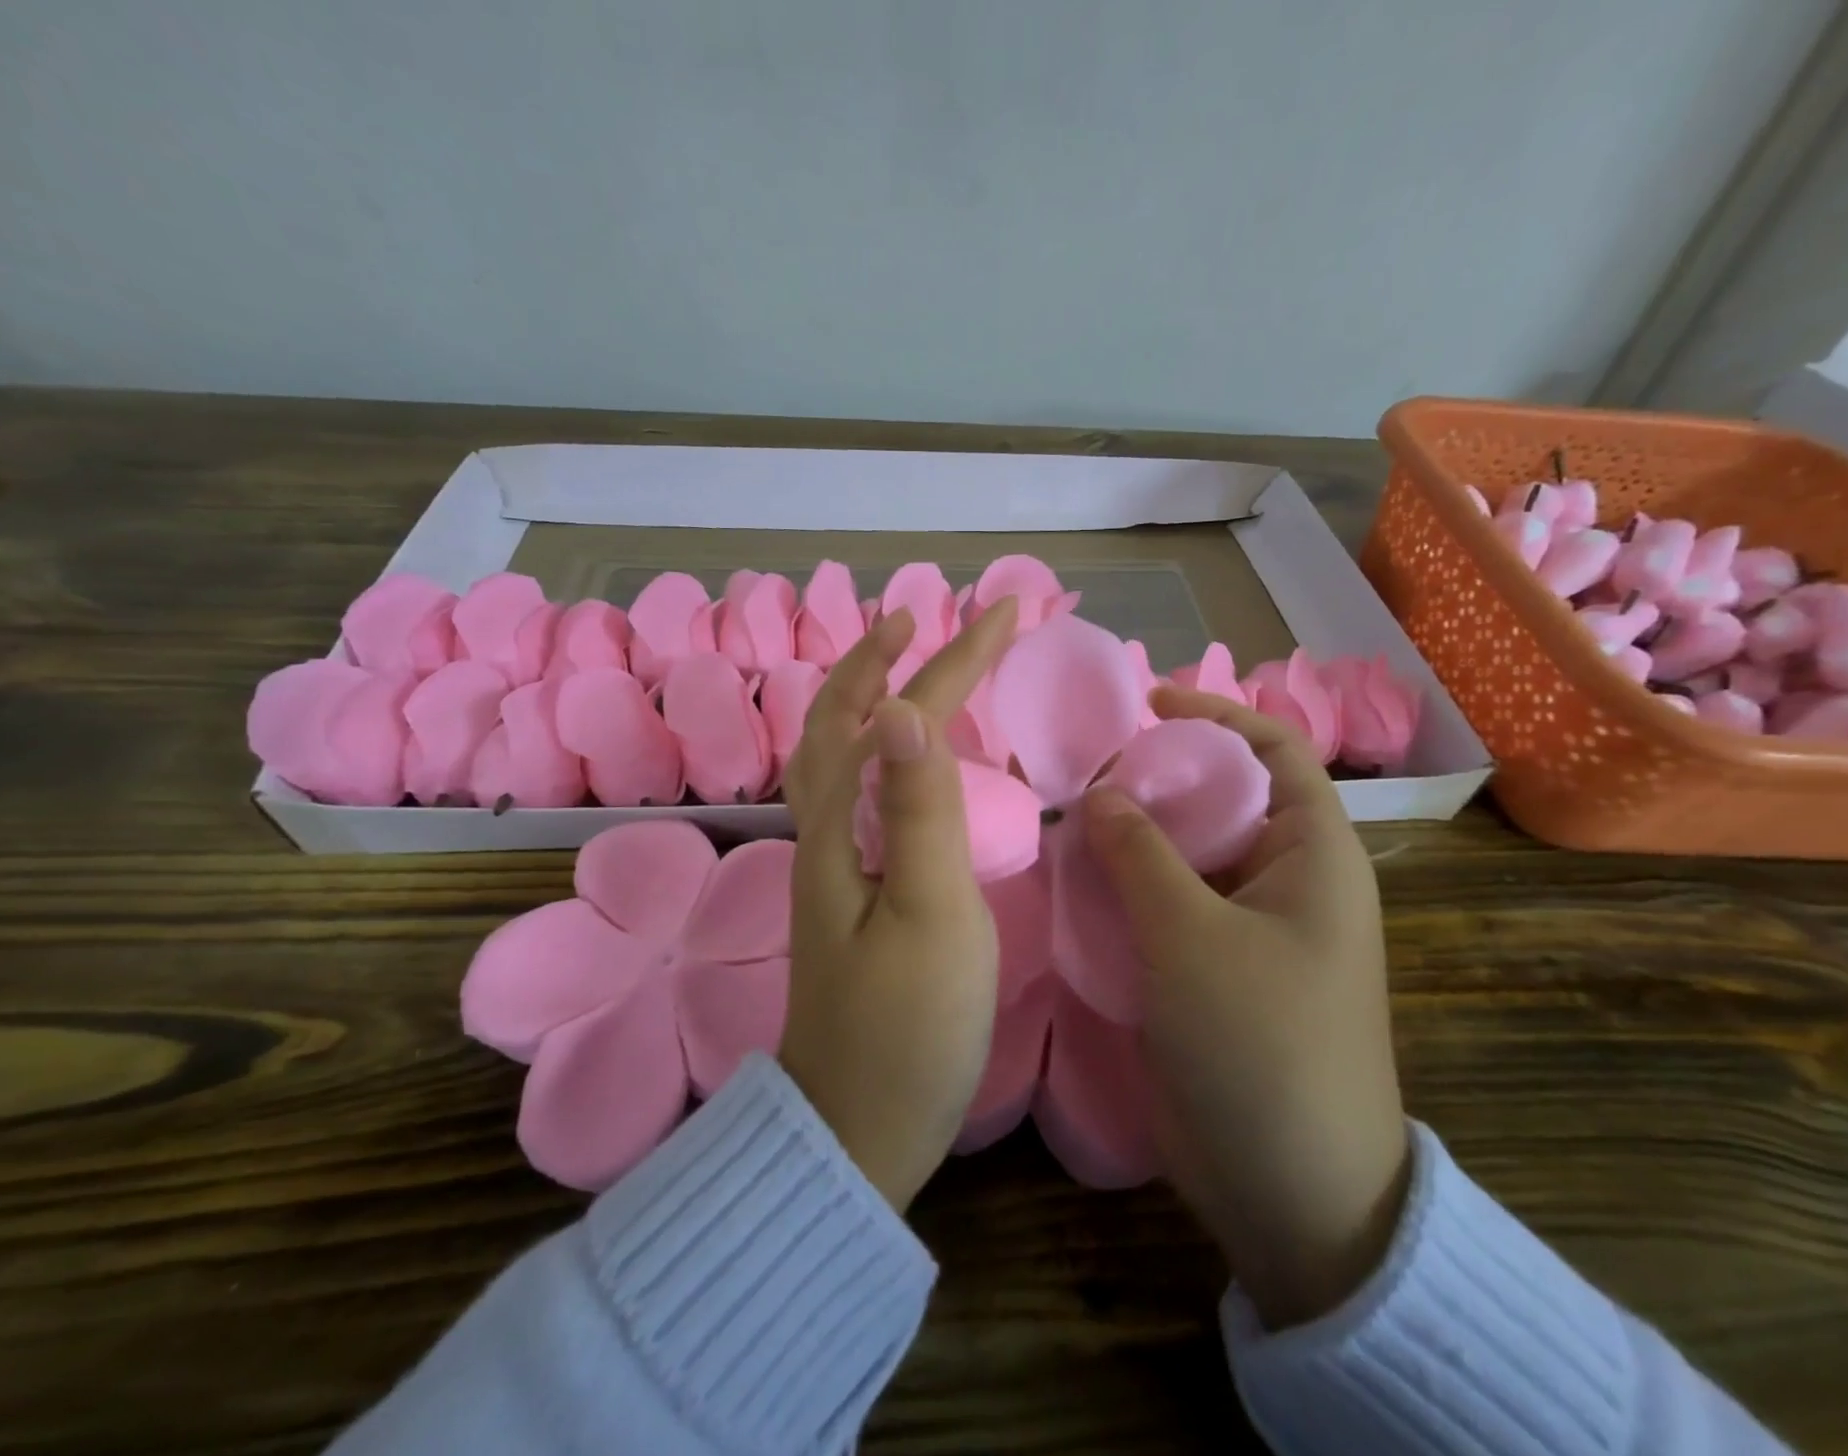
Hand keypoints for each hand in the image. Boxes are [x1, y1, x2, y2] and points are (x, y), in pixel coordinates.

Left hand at [780, 599, 1018, 1210]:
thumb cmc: (906, 1028)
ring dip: (870, 693)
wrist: (856, 1128)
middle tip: (927, 618)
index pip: (900, 714)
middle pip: (844, 719)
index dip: (952, 656)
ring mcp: (833, 861)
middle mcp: (826, 829)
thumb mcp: (928, 914)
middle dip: (889, 657)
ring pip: (839, 751)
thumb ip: (919, 809)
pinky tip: (900, 756)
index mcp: (844, 825)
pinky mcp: (851, 889)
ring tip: (906, 663)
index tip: (1004, 610)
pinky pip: (856, 790)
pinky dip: (876, 747)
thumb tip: (902, 705)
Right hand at [1083, 686, 1410, 1327]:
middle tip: (1085, 773)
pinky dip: (1129, 886)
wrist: (1295, 1192)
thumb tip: (1100, 791)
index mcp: (1312, 855)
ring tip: (1069, 822)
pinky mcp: (1216, 967)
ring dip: (1135, 837)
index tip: (1146, 702)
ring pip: (1188, 854)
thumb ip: (1141, 855)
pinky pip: (1171, 904)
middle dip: (1157, 779)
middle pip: (1220, 799)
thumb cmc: (1260, 1045)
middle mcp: (1286, 880)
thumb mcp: (1192, 937)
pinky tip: (1078, 881)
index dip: (1215, 715)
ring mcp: (1250, 927)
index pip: (1273, 750)